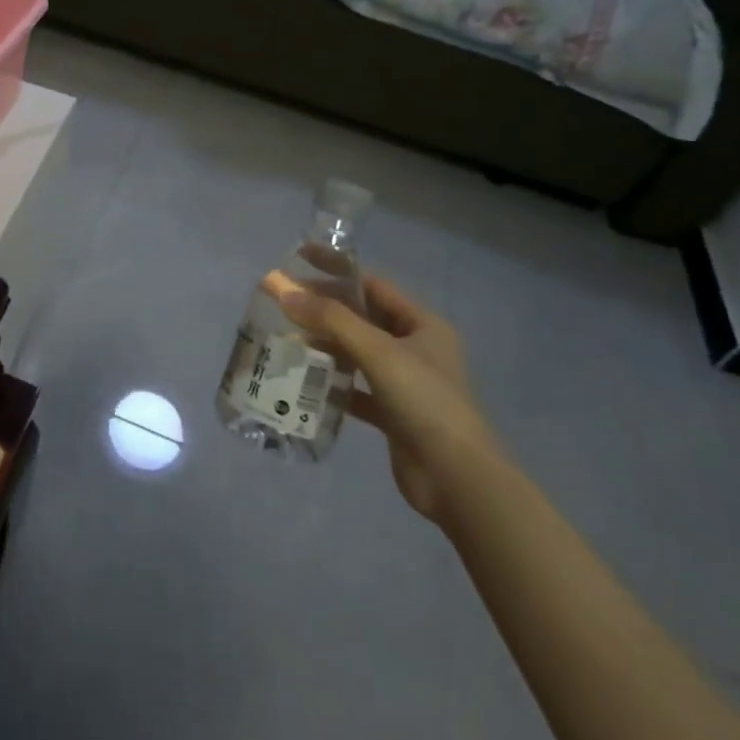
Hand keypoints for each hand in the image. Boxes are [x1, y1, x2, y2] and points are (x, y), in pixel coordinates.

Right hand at [276, 274, 498, 523]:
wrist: (456, 479)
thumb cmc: (424, 401)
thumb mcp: (378, 352)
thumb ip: (331, 319)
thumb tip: (284, 291)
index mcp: (422, 324)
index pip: (372, 284)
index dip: (336, 270)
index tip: (298, 259)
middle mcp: (414, 348)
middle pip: (361, 318)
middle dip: (324, 310)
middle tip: (283, 304)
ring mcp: (404, 382)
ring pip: (356, 354)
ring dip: (324, 346)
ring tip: (285, 339)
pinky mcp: (392, 414)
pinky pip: (355, 389)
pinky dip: (332, 384)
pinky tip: (303, 382)